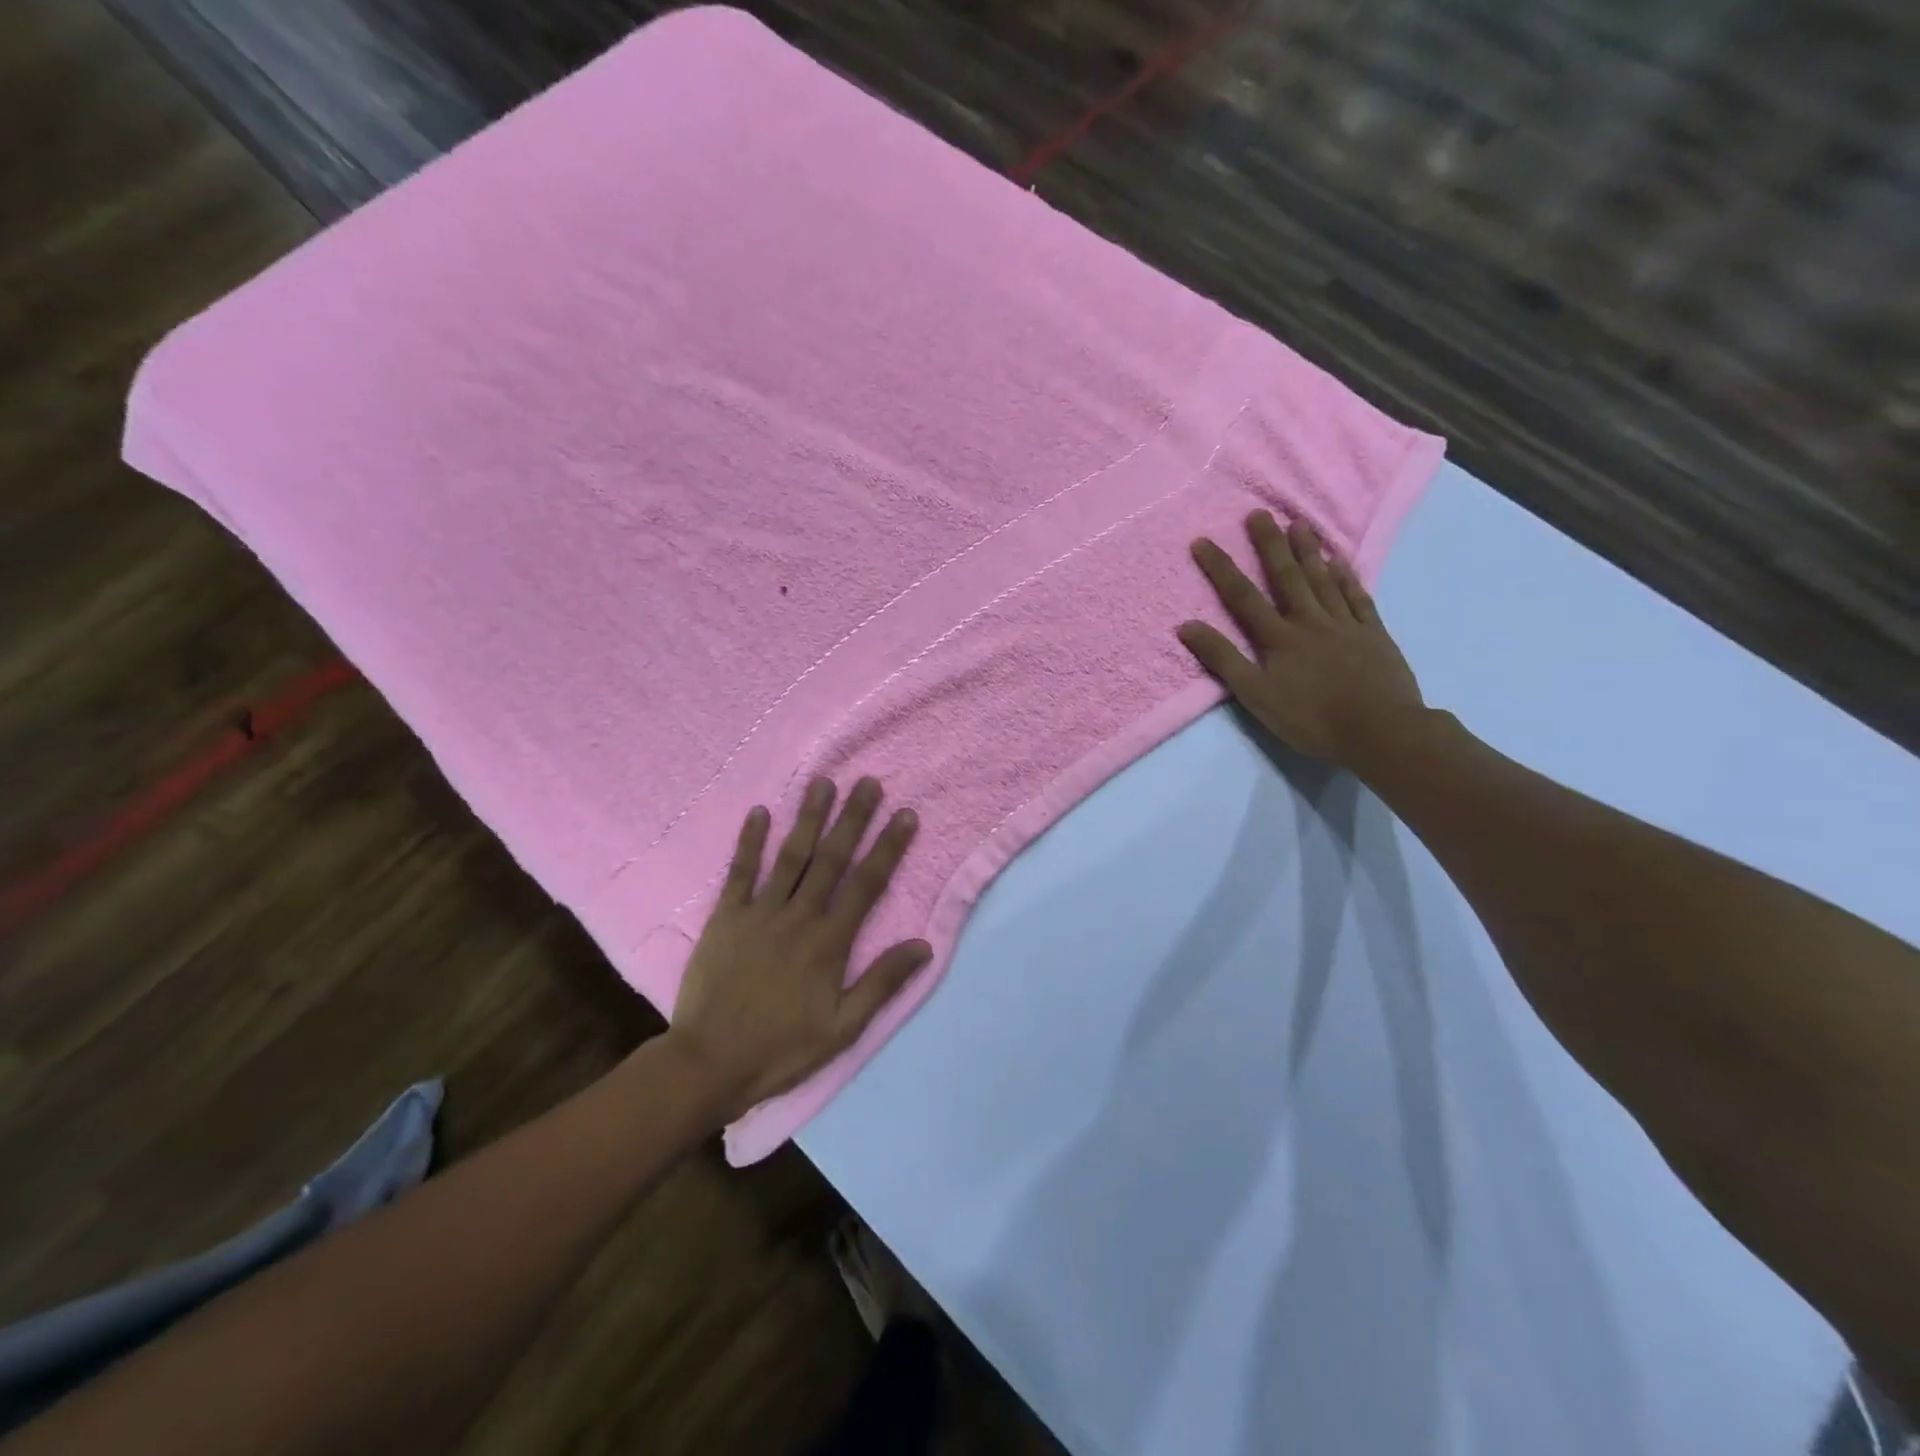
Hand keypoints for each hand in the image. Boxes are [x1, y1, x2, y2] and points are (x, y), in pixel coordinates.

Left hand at [666, 777, 930, 1120]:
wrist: (709, 1063)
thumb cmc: (781, 1049)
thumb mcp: (843, 1028)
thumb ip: (882, 983)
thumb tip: (924, 945)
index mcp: (830, 942)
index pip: (867, 884)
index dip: (888, 847)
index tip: (905, 814)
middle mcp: (799, 916)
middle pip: (832, 858)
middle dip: (853, 818)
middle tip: (868, 782)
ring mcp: (759, 913)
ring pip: (790, 856)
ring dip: (808, 817)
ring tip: (822, 783)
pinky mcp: (725, 918)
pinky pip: (739, 872)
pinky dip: (749, 842)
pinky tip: (759, 812)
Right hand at [1177, 511, 1424, 770]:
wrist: (1380, 731)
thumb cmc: (1311, 718)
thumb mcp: (1256, 695)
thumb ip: (1223, 659)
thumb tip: (1186, 626)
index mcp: (1278, 638)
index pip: (1242, 597)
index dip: (1220, 568)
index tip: (1203, 541)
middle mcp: (1309, 621)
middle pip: (1287, 576)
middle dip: (1269, 545)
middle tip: (1258, 514)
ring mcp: (1345, 624)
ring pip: (1323, 580)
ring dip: (1309, 551)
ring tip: (1299, 523)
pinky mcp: (1374, 634)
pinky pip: (1357, 597)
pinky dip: (1347, 577)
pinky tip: (1341, 561)